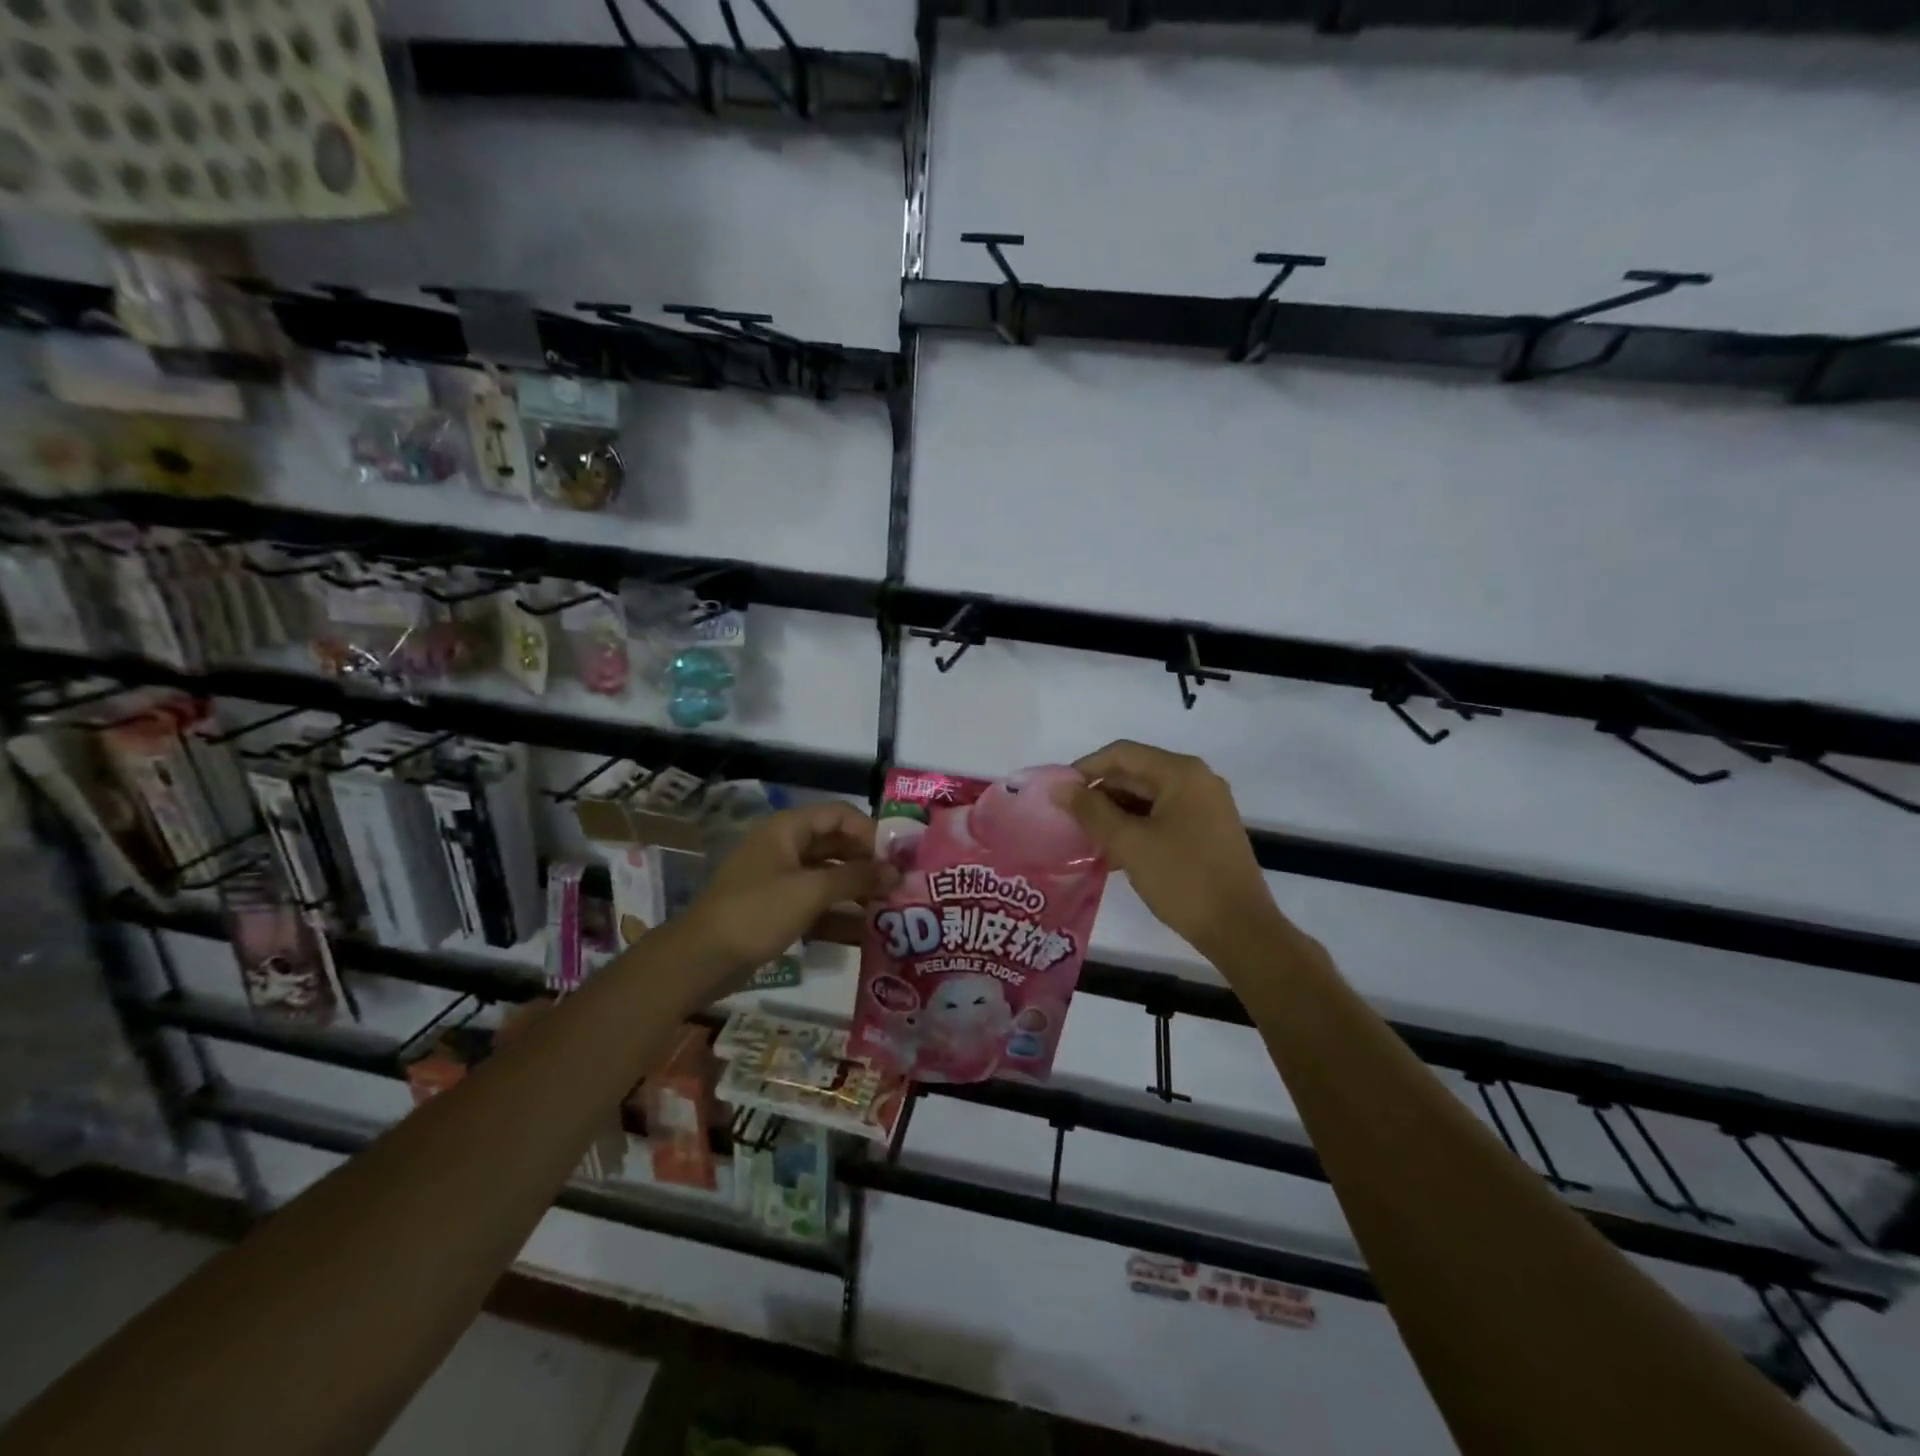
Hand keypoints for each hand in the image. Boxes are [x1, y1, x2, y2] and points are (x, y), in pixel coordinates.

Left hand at [682, 802, 896, 978]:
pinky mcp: (779, 910)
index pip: (839, 815)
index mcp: (787, 830)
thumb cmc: (756, 913)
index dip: (870, 831)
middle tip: (902, 884)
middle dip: (868, 864)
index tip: (898, 856)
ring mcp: (781, 880)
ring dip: (858, 891)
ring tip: (893, 909)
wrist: (700, 960)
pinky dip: (839, 915)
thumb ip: (856, 879)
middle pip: (836, 846)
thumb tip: (897, 872)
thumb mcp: (810, 892)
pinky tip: (868, 934)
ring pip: (829, 877)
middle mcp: (785, 848)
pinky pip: (817, 905)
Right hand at [1056, 741, 1277, 957]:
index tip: (1058, 793)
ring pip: (1146, 798)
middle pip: (1135, 774)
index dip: (1085, 768)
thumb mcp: (1130, 843)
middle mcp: (1196, 780)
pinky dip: (1135, 828)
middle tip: (1068, 820)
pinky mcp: (1206, 831)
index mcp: (1181, 773)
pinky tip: (1112, 853)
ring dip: (1114, 814)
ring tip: (1085, 839)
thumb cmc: (1183, 879)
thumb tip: (1058, 788)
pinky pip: (1161, 817)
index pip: (1122, 754)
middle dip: (1099, 794)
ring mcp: (1205, 806)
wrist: (1240, 929)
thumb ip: (1091, 811)